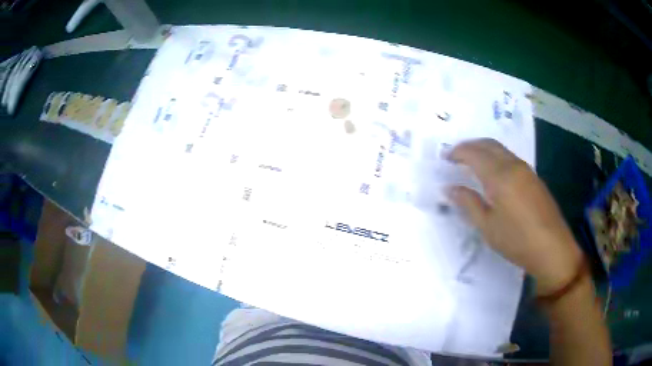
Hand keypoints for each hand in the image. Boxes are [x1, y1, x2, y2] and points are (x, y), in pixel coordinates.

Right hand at [447, 139, 582, 294]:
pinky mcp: (534, 178)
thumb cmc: (516, 240)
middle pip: (489, 144)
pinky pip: (511, 158)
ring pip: (501, 149)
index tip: (445, 158)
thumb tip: (450, 188)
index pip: (474, 153)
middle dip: (470, 145)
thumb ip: (468, 203)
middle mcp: (513, 165)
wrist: (552, 248)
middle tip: (456, 156)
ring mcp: (526, 170)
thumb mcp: (487, 226)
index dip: (457, 152)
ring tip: (472, 163)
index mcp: (499, 176)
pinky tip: (494, 173)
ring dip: (484, 150)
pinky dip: (497, 158)